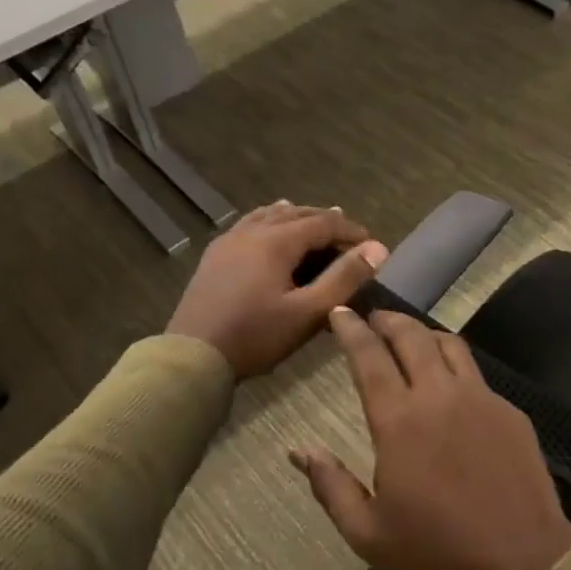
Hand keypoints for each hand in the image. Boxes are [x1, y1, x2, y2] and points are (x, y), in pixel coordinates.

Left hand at [167, 203, 388, 377]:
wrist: (193, 355)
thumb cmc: (255, 336)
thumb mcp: (308, 312)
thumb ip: (344, 279)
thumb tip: (377, 249)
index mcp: (276, 241)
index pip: (324, 223)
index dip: (351, 231)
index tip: (372, 246)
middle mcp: (252, 231)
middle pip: (297, 214)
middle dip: (326, 222)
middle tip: (350, 238)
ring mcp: (229, 241)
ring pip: (270, 216)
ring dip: (297, 218)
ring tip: (315, 222)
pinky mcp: (215, 255)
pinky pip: (249, 225)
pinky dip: (269, 221)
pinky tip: (269, 228)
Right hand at [292, 309, 570, 569]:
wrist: (523, 565)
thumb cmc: (437, 552)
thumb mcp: (367, 533)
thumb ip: (330, 485)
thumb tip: (299, 451)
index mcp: (399, 421)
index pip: (369, 357)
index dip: (351, 330)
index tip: (340, 314)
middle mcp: (439, 396)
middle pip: (411, 336)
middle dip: (387, 320)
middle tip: (372, 319)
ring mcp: (481, 400)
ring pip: (449, 345)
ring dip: (423, 334)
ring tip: (410, 340)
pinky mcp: (510, 413)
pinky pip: (476, 375)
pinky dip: (454, 365)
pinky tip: (450, 387)